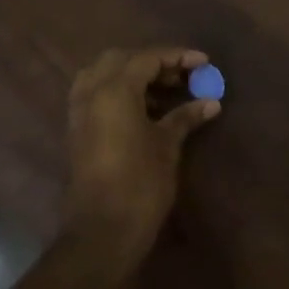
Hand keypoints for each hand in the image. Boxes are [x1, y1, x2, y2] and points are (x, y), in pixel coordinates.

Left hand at [63, 47, 219, 273]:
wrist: (102, 231)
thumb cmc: (140, 184)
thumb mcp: (167, 146)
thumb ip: (186, 117)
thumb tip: (211, 102)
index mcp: (114, 90)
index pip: (147, 58)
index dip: (177, 57)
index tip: (204, 62)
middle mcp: (91, 92)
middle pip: (121, 59)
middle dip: (152, 62)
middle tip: (181, 76)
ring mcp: (80, 111)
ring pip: (104, 74)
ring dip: (133, 75)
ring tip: (165, 90)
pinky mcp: (77, 129)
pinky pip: (96, 93)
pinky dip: (118, 91)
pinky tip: (143, 108)